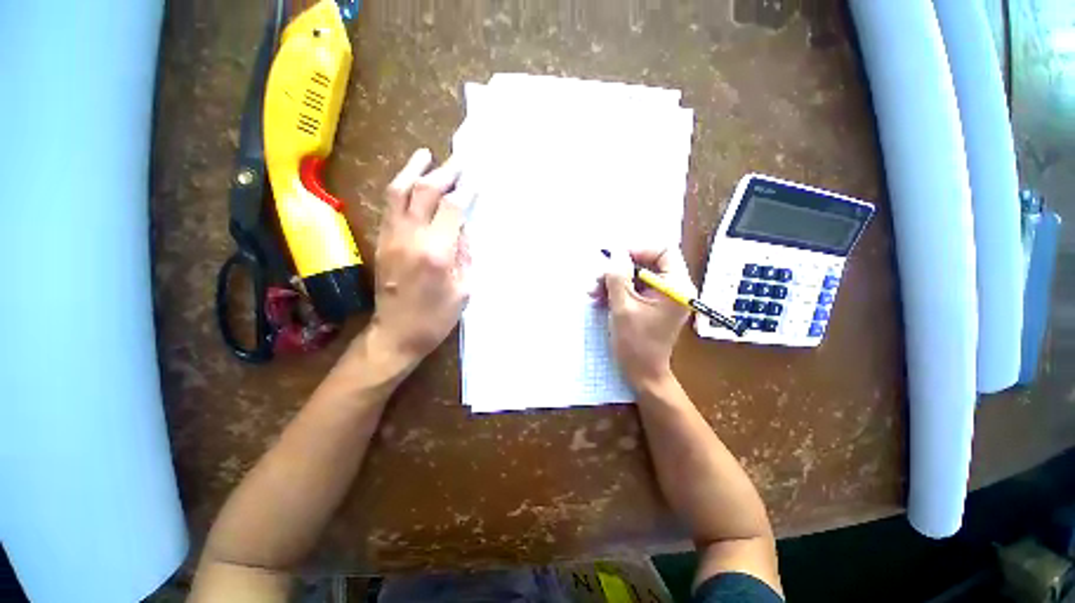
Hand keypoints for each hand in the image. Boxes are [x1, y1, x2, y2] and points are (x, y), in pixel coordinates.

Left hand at [370, 149, 471, 361]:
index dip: (466, 190)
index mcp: (436, 252)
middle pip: (424, 192)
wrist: (396, 334)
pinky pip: (389, 206)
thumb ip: (465, 254)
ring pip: (398, 192)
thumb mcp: (464, 290)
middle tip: (458, 161)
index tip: (476, 178)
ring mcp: (391, 237)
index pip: (452, 208)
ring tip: (426, 154)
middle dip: (444, 172)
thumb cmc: (436, 317)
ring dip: (414, 169)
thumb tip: (463, 228)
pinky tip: (410, 181)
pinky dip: (400, 187)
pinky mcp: (381, 241)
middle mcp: (410, 237)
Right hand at [598, 248, 694, 391]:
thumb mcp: (622, 306)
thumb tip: (615, 250)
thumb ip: (618, 276)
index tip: (614, 258)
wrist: (642, 373)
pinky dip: (618, 291)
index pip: (663, 251)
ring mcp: (663, 297)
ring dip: (614, 281)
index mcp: (676, 287)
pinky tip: (600, 298)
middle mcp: (674, 288)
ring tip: (593, 292)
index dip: (637, 250)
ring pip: (637, 276)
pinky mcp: (653, 304)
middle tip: (597, 279)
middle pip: (647, 263)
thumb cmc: (635, 343)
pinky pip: (635, 288)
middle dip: (619, 269)